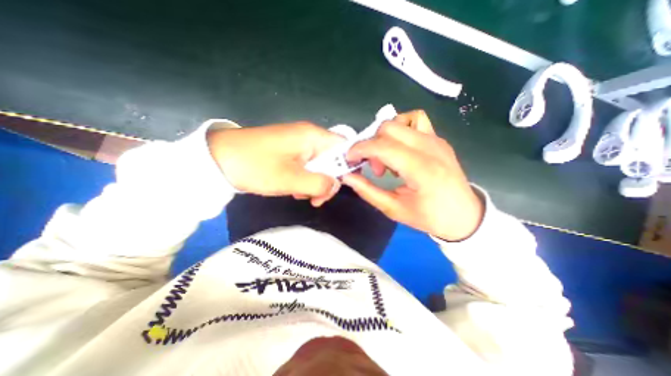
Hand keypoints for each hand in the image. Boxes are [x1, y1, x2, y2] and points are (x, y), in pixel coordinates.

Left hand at [209, 122, 344, 205]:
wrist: (217, 159)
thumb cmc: (256, 166)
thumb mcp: (291, 179)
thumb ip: (320, 183)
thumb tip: (336, 185)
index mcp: (313, 136)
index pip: (345, 147)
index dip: (349, 166)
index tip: (343, 186)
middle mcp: (309, 137)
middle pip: (333, 159)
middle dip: (328, 180)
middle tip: (316, 198)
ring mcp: (299, 144)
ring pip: (320, 165)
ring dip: (315, 183)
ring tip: (300, 195)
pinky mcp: (290, 152)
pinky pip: (307, 167)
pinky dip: (305, 180)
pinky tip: (294, 189)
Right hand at [346, 110, 482, 241]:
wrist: (465, 215)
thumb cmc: (430, 217)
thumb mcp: (394, 210)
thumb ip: (368, 191)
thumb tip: (347, 177)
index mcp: (421, 169)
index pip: (383, 146)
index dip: (360, 149)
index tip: (349, 159)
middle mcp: (430, 147)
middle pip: (388, 128)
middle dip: (372, 144)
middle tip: (374, 167)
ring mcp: (436, 140)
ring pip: (400, 121)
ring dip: (385, 137)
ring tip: (388, 160)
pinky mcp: (438, 139)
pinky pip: (415, 120)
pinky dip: (401, 129)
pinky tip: (400, 149)